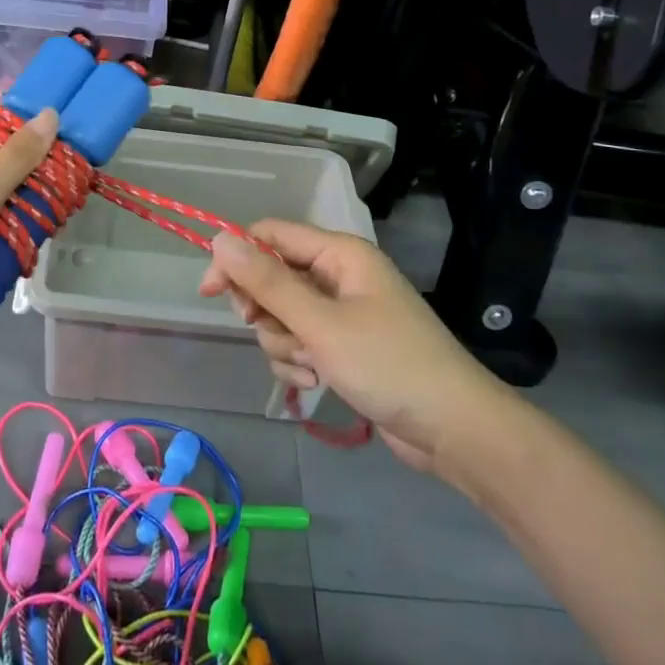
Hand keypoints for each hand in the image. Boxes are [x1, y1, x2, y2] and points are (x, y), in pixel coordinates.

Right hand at [199, 220, 496, 469]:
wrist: (453, 429)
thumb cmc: (387, 364)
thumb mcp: (319, 323)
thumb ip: (267, 281)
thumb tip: (218, 239)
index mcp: (339, 254)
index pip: (271, 235)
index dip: (236, 257)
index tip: (210, 293)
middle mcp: (339, 276)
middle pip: (273, 276)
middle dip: (265, 309)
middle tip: (267, 329)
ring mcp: (343, 313)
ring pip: (282, 315)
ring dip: (283, 342)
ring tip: (309, 365)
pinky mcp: (344, 347)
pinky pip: (300, 342)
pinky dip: (299, 361)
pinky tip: (315, 382)